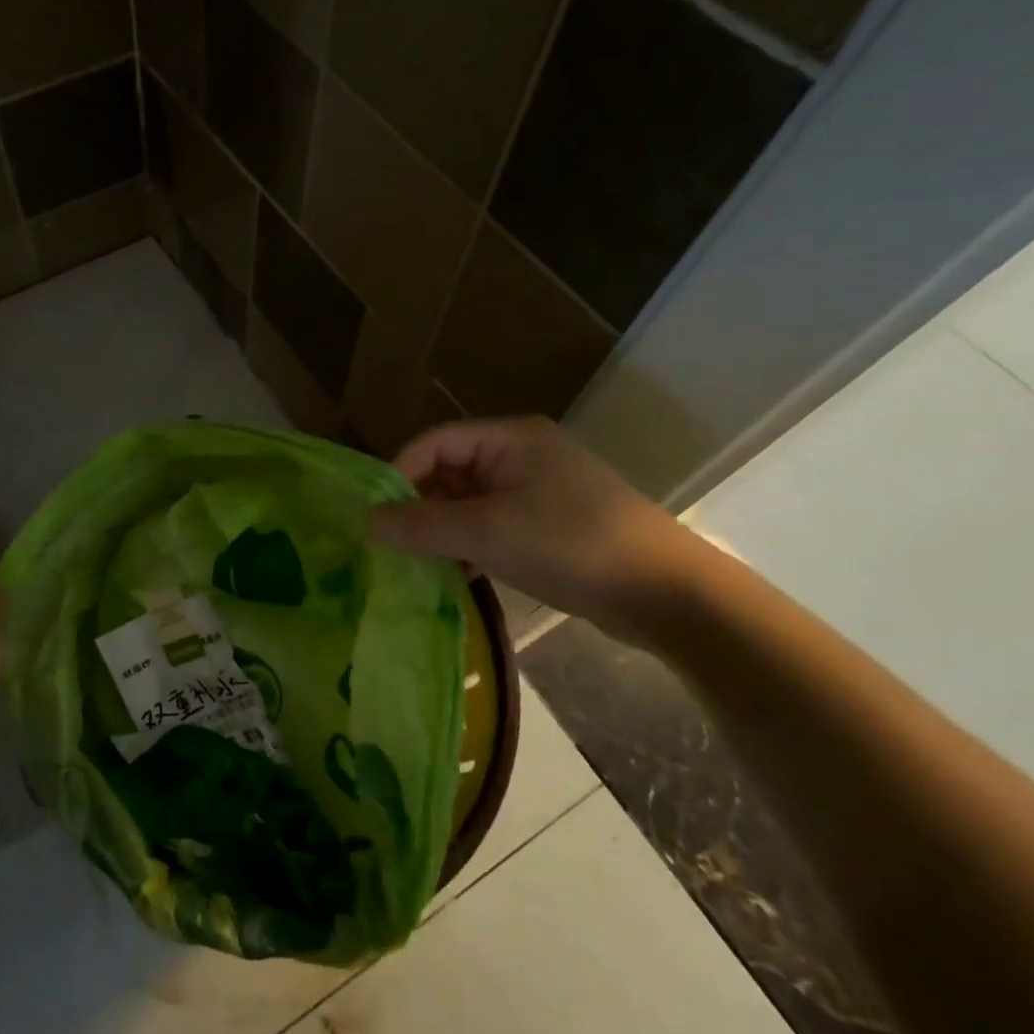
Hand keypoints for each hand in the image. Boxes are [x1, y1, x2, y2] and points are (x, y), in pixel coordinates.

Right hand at [369, 417, 696, 628]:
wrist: (667, 594)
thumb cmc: (571, 544)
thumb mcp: (488, 532)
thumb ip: (422, 525)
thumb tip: (366, 523)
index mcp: (510, 439)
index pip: (435, 442)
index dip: (400, 474)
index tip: (376, 516)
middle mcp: (523, 456)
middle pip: (451, 471)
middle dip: (420, 506)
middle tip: (393, 545)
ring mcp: (540, 492)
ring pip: (471, 503)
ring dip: (444, 530)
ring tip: (418, 564)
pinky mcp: (552, 526)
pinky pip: (494, 526)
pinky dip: (471, 546)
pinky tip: (457, 575)